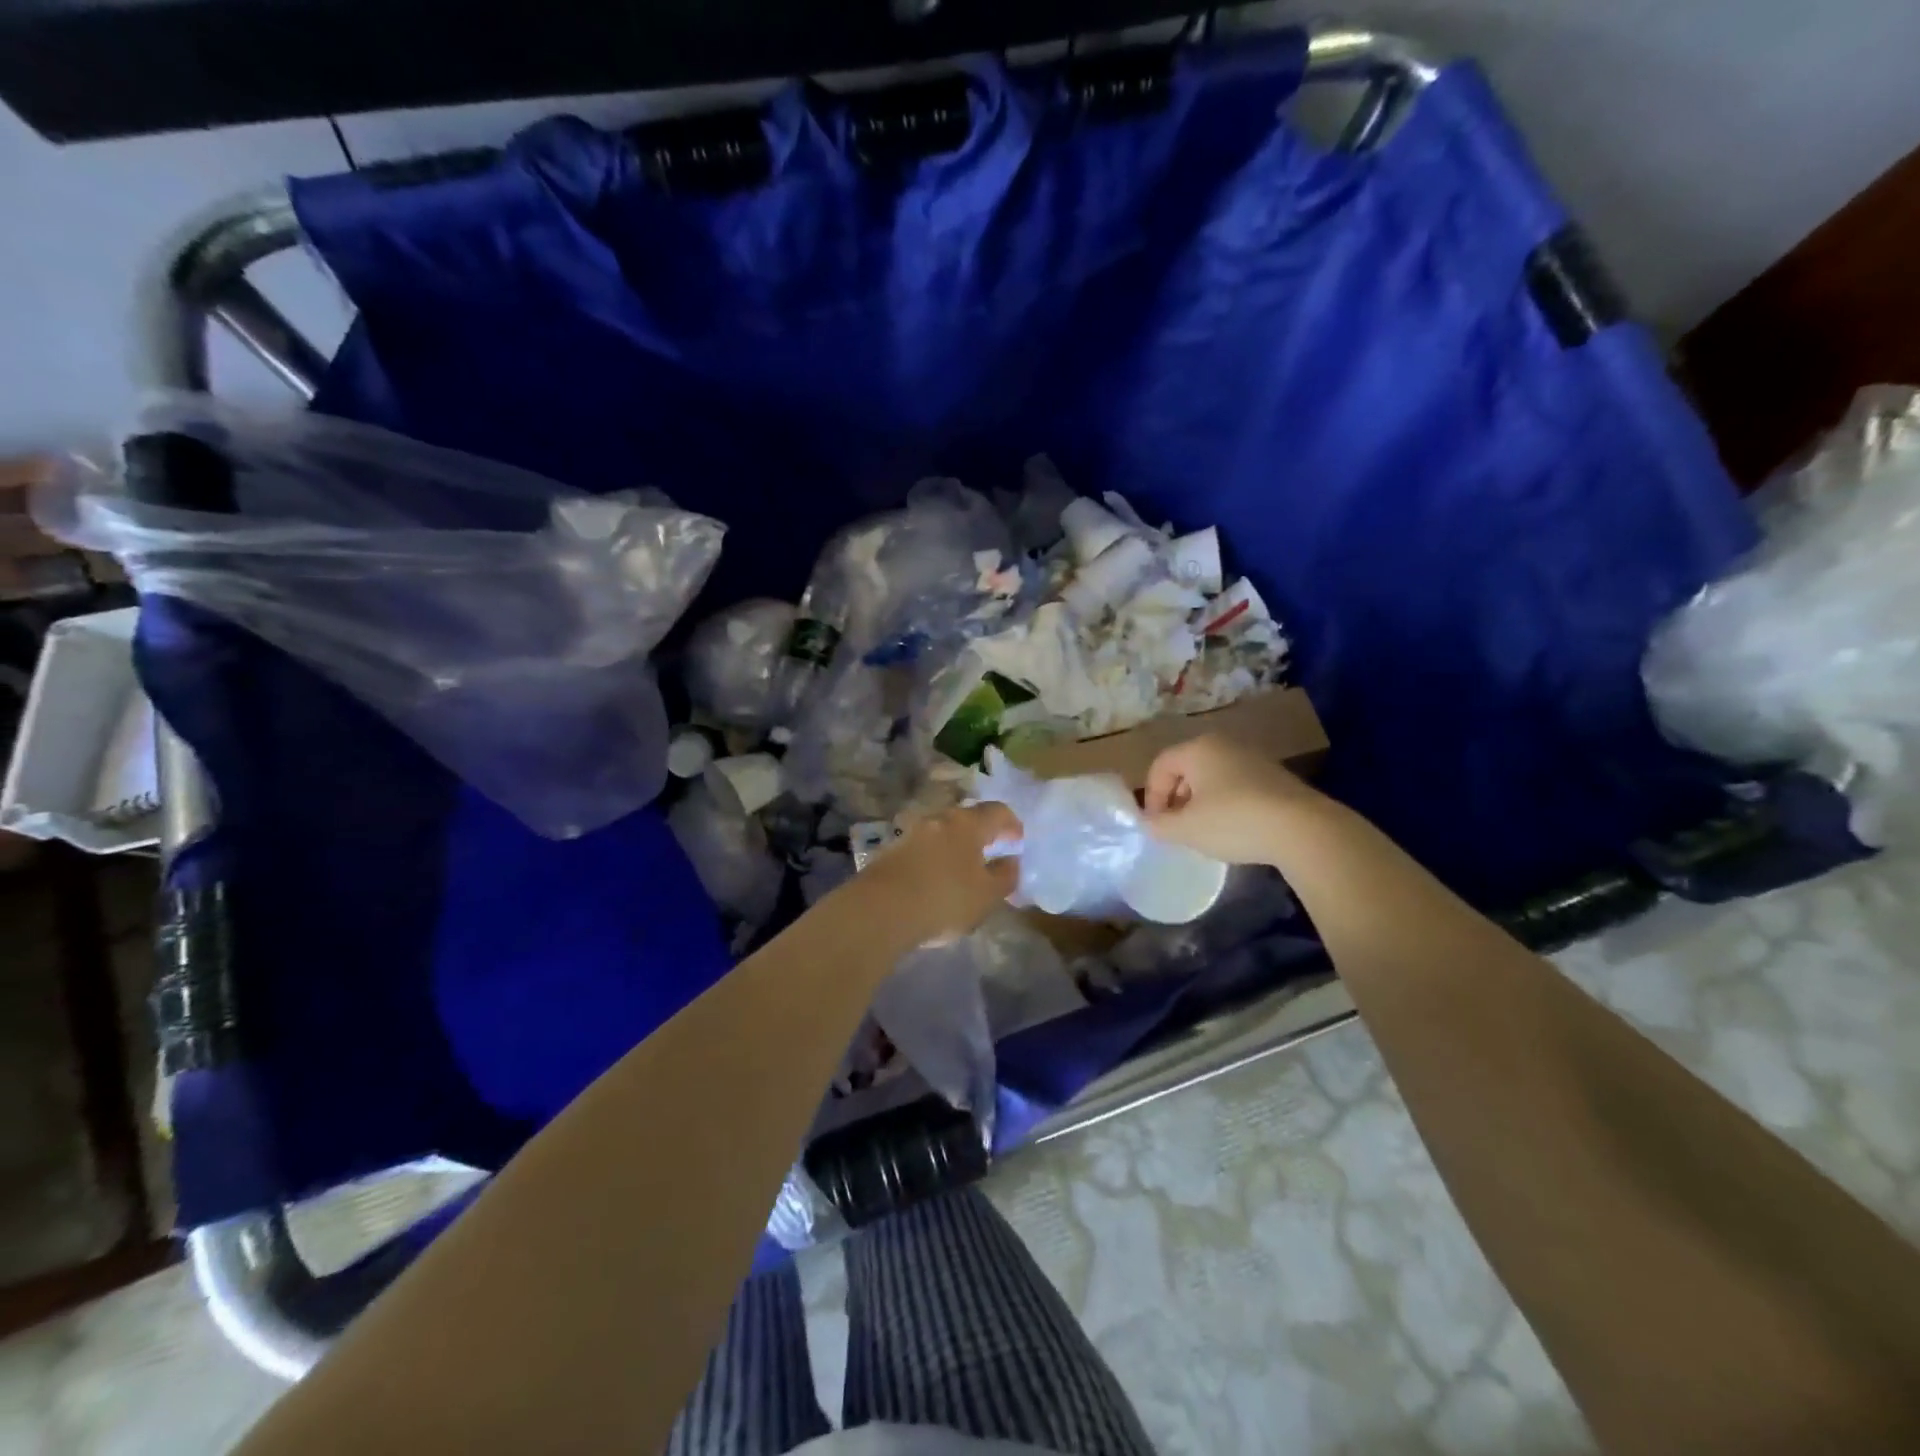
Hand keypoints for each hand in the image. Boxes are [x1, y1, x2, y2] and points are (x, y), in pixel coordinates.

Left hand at [859, 802, 1021, 945]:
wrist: (880, 910)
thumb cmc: (944, 899)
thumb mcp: (987, 895)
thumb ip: (1005, 876)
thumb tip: (1011, 861)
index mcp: (967, 823)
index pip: (997, 811)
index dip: (1011, 824)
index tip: (1017, 842)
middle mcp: (939, 819)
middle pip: (966, 818)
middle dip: (981, 833)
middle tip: (991, 853)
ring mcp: (911, 833)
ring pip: (942, 833)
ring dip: (955, 846)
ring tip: (963, 871)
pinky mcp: (891, 851)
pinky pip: (922, 849)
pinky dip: (934, 859)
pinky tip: (935, 881)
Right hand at [1142, 735, 1322, 865]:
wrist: (1303, 829)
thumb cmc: (1234, 821)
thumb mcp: (1186, 829)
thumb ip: (1159, 826)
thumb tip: (1149, 823)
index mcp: (1198, 748)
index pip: (1160, 765)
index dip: (1152, 796)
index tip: (1157, 825)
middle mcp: (1224, 744)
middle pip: (1186, 769)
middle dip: (1175, 799)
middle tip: (1177, 828)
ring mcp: (1253, 758)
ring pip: (1213, 778)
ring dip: (1201, 803)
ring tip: (1204, 832)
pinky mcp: (1275, 777)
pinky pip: (1236, 786)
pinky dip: (1226, 805)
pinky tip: (1234, 830)